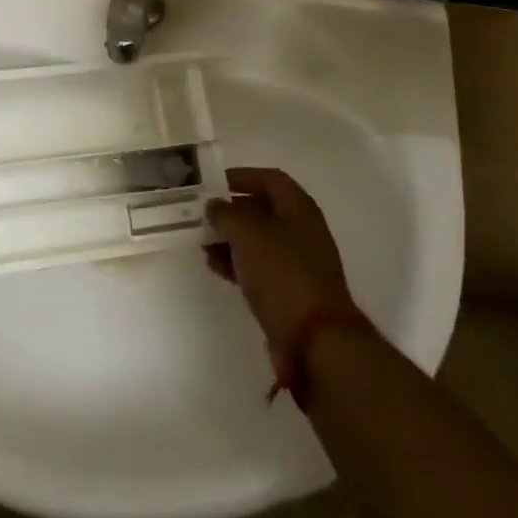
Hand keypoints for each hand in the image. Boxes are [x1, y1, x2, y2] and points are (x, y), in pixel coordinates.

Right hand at [206, 167, 361, 359]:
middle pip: (263, 209)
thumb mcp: (247, 233)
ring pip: (258, 241)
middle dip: (232, 210)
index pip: (270, 179)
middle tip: (202, 214)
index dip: (242, 177)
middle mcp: (301, 231)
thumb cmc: (282, 273)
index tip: (213, 183)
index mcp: (298, 209)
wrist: (315, 340)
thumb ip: (226, 213)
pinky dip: (237, 263)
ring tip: (202, 242)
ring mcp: (297, 263)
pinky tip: (215, 266)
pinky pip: (259, 268)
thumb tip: (214, 206)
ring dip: (230, 238)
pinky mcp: (290, 292)